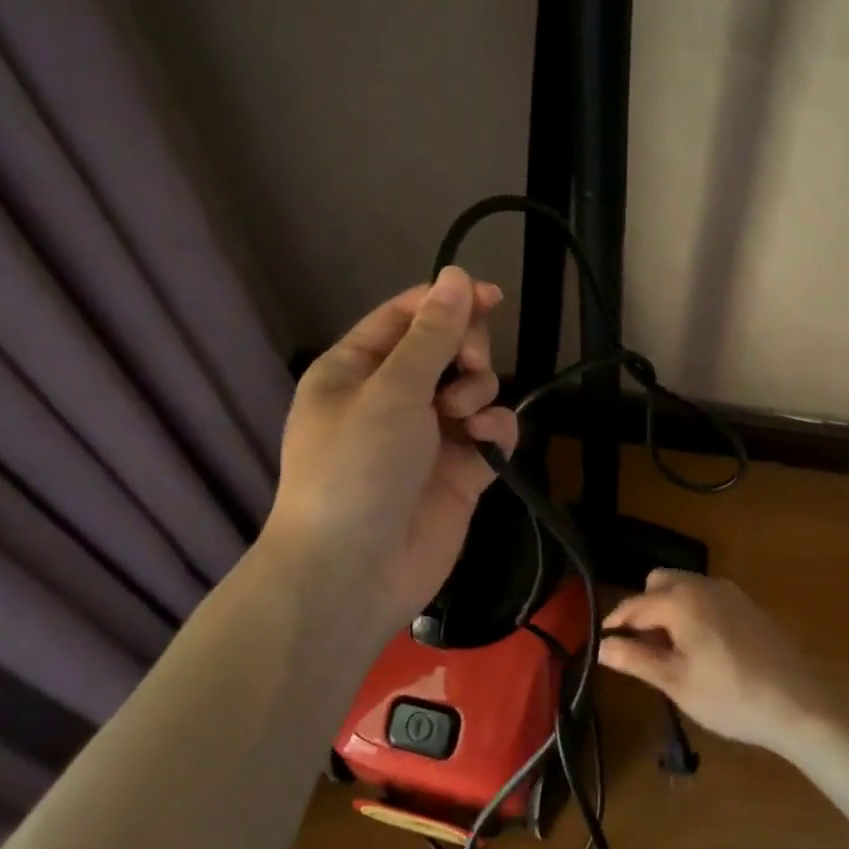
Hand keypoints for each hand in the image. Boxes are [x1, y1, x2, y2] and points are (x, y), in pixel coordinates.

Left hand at [261, 266, 516, 648]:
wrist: (354, 572)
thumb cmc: (356, 468)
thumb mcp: (390, 391)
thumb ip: (431, 335)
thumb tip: (457, 276)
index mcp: (356, 371)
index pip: (406, 318)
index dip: (448, 301)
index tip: (493, 296)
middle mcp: (392, 399)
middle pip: (446, 349)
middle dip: (466, 350)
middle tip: (468, 365)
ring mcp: (428, 437)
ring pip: (474, 389)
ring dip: (478, 391)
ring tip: (461, 417)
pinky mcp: (459, 472)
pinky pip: (490, 432)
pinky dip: (494, 430)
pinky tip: (485, 441)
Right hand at [599, 570, 832, 756]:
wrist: (798, 703)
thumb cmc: (729, 697)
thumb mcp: (676, 683)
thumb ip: (635, 659)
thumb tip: (602, 646)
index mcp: (680, 601)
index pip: (634, 604)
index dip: (615, 622)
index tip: (602, 641)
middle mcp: (703, 585)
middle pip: (659, 582)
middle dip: (643, 608)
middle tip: (641, 646)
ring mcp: (729, 592)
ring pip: (684, 586)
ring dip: (668, 607)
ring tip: (669, 649)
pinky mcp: (748, 604)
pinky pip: (707, 595)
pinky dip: (692, 610)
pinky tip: (702, 647)